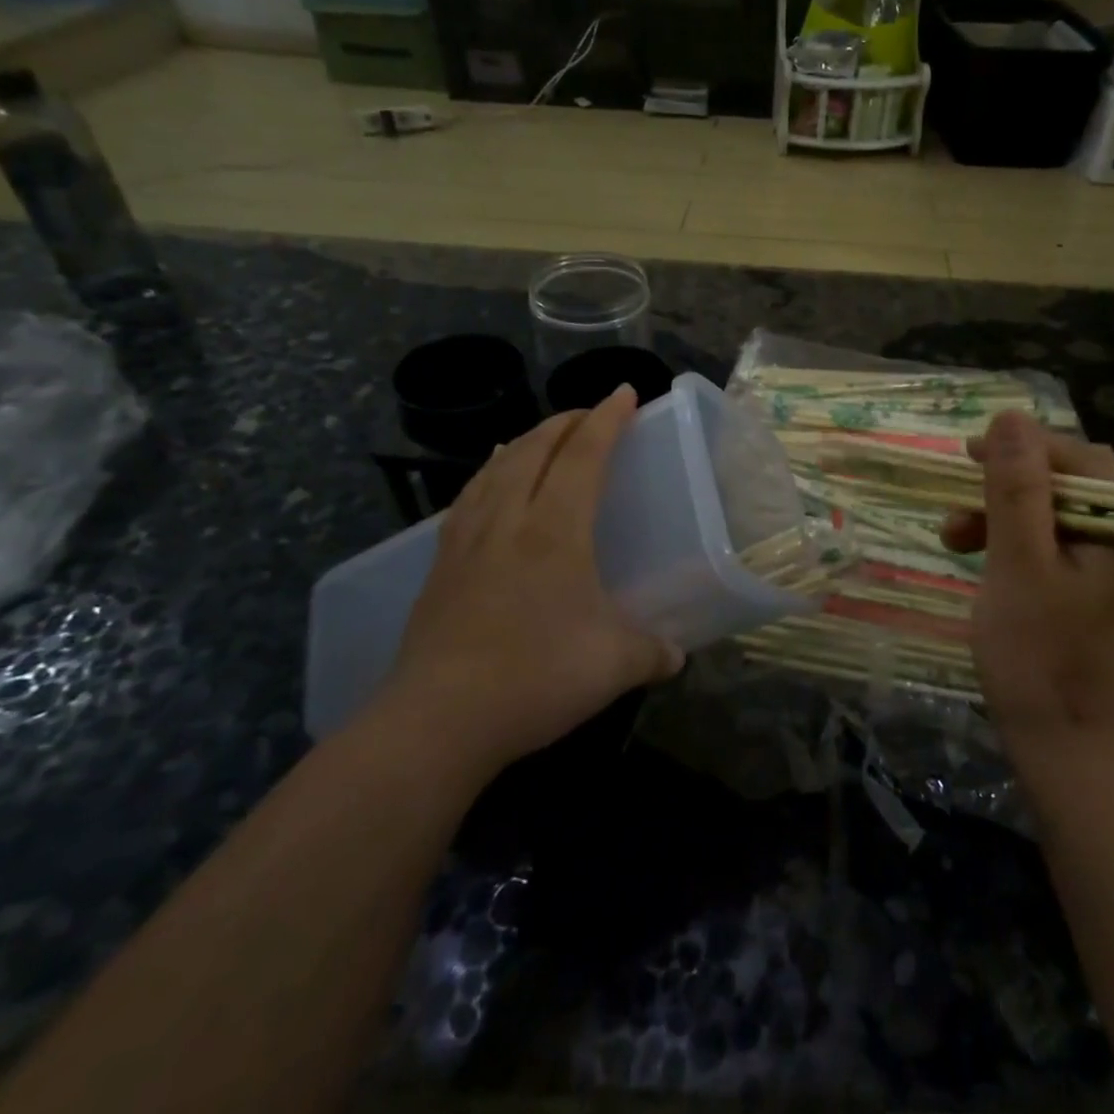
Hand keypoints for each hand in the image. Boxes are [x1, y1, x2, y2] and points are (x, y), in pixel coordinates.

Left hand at [386, 386, 681, 770]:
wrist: (437, 720)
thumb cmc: (536, 677)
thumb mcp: (614, 665)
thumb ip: (653, 653)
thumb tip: (676, 656)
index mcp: (555, 531)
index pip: (583, 456)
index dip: (606, 420)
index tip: (624, 393)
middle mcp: (509, 521)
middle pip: (535, 451)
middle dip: (565, 422)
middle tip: (589, 413)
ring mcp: (467, 542)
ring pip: (496, 470)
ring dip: (524, 443)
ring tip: (538, 437)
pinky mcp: (440, 568)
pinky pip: (468, 500)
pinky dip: (486, 477)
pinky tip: (488, 486)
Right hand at [942, 412, 1113, 762]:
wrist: (1076, 758)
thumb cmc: (1042, 658)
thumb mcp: (1018, 563)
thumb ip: (1016, 487)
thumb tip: (1011, 416)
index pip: (1082, 458)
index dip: (1022, 449)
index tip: (966, 456)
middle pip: (1073, 489)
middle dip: (1007, 493)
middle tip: (957, 514)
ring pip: (1065, 522)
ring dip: (1008, 523)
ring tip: (956, 543)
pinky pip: (1068, 554)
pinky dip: (1025, 553)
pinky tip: (992, 571)